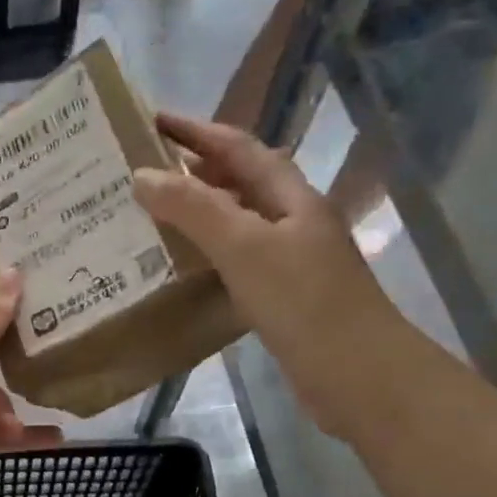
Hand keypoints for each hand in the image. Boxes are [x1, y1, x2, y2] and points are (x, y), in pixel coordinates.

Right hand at [133, 112, 415, 437]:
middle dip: (193, 169)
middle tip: (139, 172)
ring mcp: (288, 260)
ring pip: (234, 223)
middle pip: (238, 181)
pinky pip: (233, 261)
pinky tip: (178, 268)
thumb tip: (142, 175)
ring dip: (195, 213)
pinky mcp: (279, 296)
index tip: (150, 121)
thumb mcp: (244, 247)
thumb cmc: (303, 302)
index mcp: (289, 197)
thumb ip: (194, 209)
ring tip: (147, 216)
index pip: (238, 147)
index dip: (196, 131)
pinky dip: (204, 254)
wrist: (357, 374)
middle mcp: (290, 220)